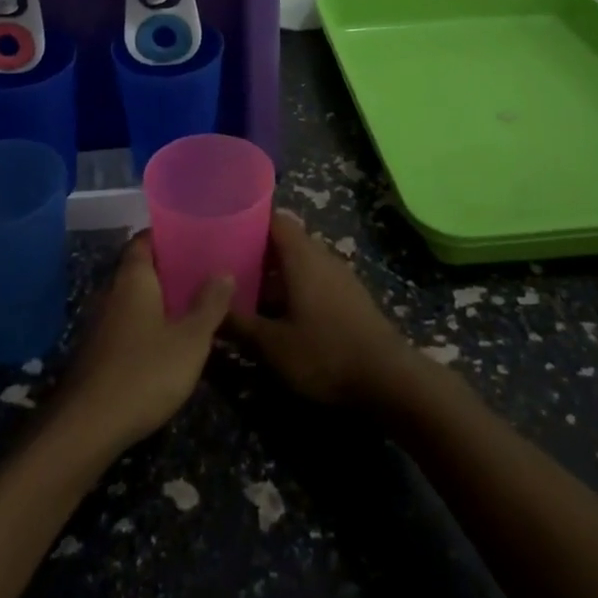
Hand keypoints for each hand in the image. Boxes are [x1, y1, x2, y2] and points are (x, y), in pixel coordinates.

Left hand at [53, 234, 231, 455]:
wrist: (88, 426)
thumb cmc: (144, 372)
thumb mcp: (190, 340)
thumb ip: (209, 304)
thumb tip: (224, 271)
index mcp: (133, 279)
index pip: (144, 240)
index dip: (166, 235)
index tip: (192, 236)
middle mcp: (112, 292)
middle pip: (139, 268)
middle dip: (168, 268)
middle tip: (202, 270)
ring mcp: (101, 324)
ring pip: (133, 298)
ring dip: (158, 299)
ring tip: (192, 304)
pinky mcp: (98, 352)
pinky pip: (127, 324)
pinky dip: (147, 324)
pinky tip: (168, 341)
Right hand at [227, 213, 416, 406]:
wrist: (389, 380)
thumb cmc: (325, 353)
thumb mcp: (273, 344)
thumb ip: (238, 324)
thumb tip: (208, 308)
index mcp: (301, 255)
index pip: (274, 218)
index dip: (248, 219)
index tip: (223, 228)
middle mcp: (322, 255)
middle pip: (286, 239)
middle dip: (258, 250)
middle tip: (228, 266)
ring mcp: (340, 276)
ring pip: (301, 262)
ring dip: (277, 273)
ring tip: (248, 291)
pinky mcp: (351, 297)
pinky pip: (316, 279)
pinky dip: (296, 288)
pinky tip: (281, 313)